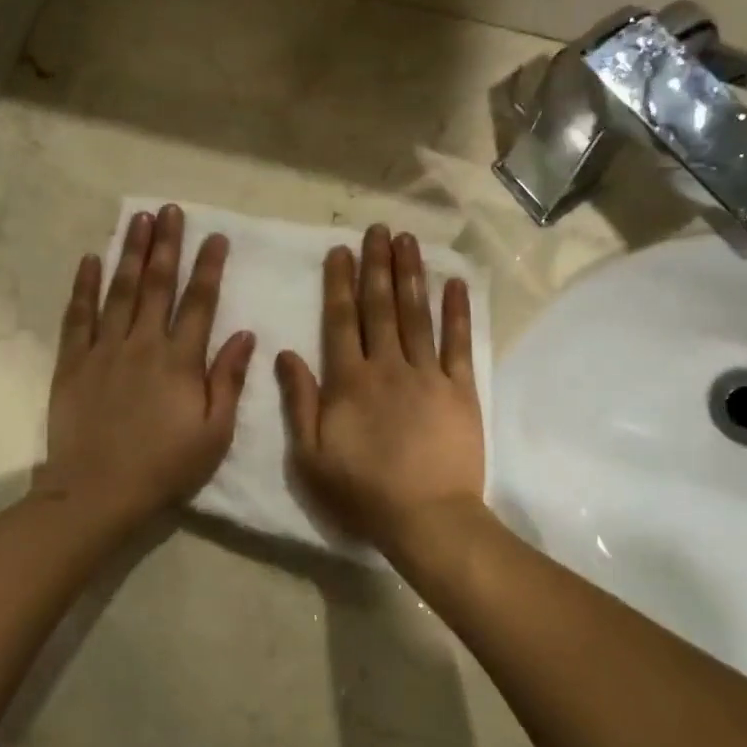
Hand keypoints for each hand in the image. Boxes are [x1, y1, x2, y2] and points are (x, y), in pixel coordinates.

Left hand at [38, 204, 255, 531]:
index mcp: (181, 361)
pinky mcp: (73, 363)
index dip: (209, 266)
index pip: (199, 302)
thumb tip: (244, 334)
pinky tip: (90, 259)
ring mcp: (104, 350)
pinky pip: (78, 316)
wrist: (100, 490)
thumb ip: (228, 380)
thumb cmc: (166, 466)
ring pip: (118, 291)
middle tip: (170, 210)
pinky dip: (84, 286)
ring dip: (129, 252)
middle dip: (166, 244)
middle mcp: (143, 344)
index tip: (216, 236)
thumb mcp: (214, 432)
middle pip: (156, 284)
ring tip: (137, 219)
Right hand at [275, 224, 485, 558]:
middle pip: (381, 307)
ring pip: (417, 315)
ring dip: (411, 275)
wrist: (425, 517)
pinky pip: (459, 342)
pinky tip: (454, 283)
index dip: (339, 283)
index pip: (341, 321)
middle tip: (378, 229)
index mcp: (349, 382)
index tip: (340, 250)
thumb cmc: (362, 491)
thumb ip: (299, 401)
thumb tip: (286, 353)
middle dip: (377, 265)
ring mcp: (427, 375)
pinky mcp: (460, 389)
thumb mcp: (310, 455)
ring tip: (408, 240)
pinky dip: (457, 311)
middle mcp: (387, 367)